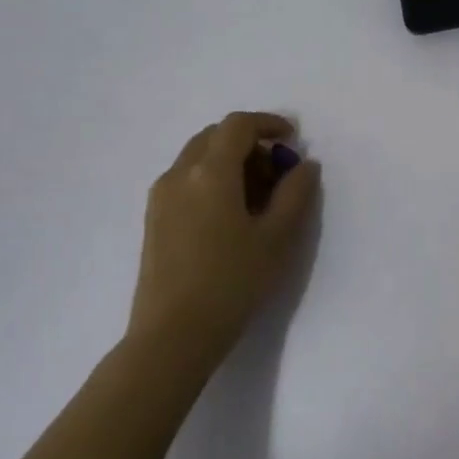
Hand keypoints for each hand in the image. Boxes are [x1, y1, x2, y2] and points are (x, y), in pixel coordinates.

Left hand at [129, 111, 320, 359]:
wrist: (172, 335)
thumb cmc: (232, 282)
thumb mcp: (277, 237)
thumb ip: (296, 192)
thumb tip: (305, 164)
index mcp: (210, 172)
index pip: (238, 125)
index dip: (269, 123)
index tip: (292, 139)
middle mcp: (179, 174)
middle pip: (215, 136)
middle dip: (250, 143)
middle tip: (278, 172)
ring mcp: (161, 197)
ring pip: (198, 157)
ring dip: (230, 161)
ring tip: (258, 197)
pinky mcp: (154, 219)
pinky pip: (186, 179)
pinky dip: (212, 179)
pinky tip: (231, 214)